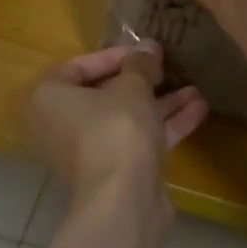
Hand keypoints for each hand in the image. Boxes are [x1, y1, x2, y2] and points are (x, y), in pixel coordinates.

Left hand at [23, 42, 206, 193]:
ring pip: (123, 119)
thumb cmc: (116, 130)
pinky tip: (198, 110)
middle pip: (103, 95)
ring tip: (195, 88)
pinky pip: (134, 141)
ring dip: (159, 103)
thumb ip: (140, 64)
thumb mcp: (132, 88)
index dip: (114, 55)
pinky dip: (162, 126)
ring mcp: (85, 152)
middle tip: (168, 68)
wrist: (123, 200)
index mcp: (48, 99)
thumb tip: (148, 47)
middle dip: (141, 81)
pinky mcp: (111, 173)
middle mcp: (58, 125)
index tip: (145, 52)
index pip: (78, 66)